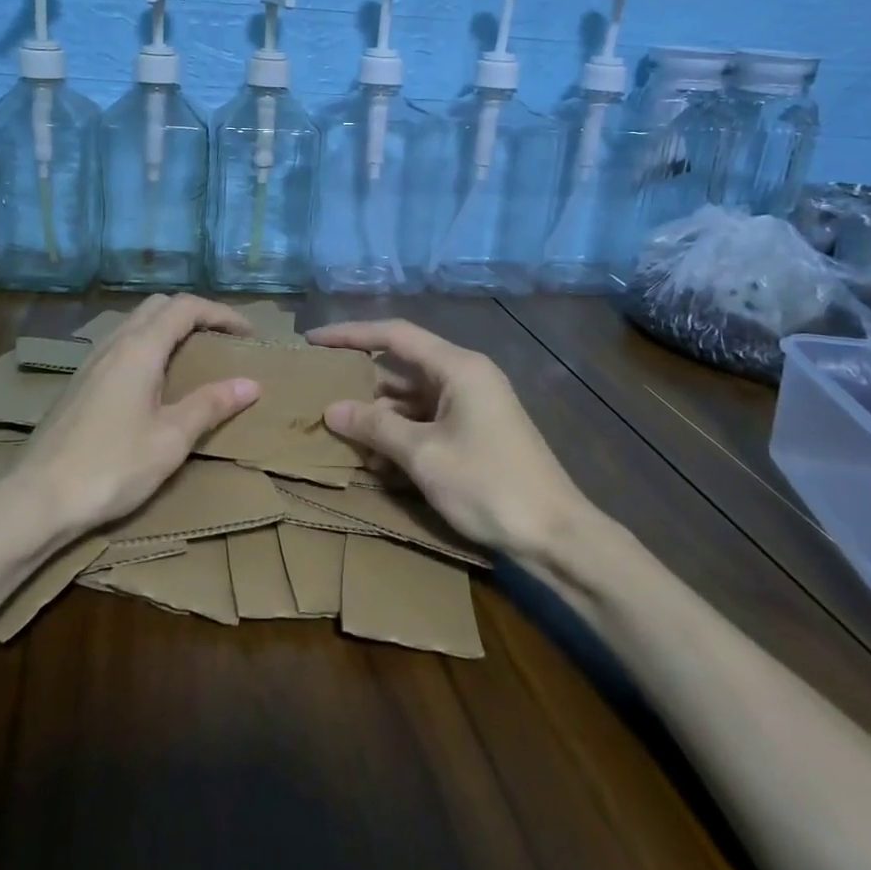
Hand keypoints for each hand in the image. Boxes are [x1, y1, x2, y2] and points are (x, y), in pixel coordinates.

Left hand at [19, 295, 260, 534]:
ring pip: (135, 323)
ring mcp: (91, 361)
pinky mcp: (79, 382)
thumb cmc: (111, 466)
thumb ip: (210, 405)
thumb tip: (251, 384)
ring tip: (193, 356)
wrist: (37, 497)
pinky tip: (154, 380)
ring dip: (168, 328)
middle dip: (194, 314)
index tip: (248, 333)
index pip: (185, 308)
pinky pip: (120, 344)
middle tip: (222, 339)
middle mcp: (113, 344)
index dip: (220, 313)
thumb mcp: (170, 439)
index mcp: (139, 349)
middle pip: (158, 306)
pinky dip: (147, 345)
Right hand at [306, 319, 585, 557]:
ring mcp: (471, 406)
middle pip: (401, 367)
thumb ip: (375, 427)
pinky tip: (374, 458)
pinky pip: (426, 421)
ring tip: (339, 429)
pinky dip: (400, 434)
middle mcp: (465, 377)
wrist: (556, 535)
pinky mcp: (474, 432)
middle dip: (361, 381)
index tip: (313, 340)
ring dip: (378, 414)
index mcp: (458, 367)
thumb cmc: (489, 485)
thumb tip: (332, 409)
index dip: (350, 334)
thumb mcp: (423, 455)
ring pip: (411, 398)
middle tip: (318, 390)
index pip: (394, 335)